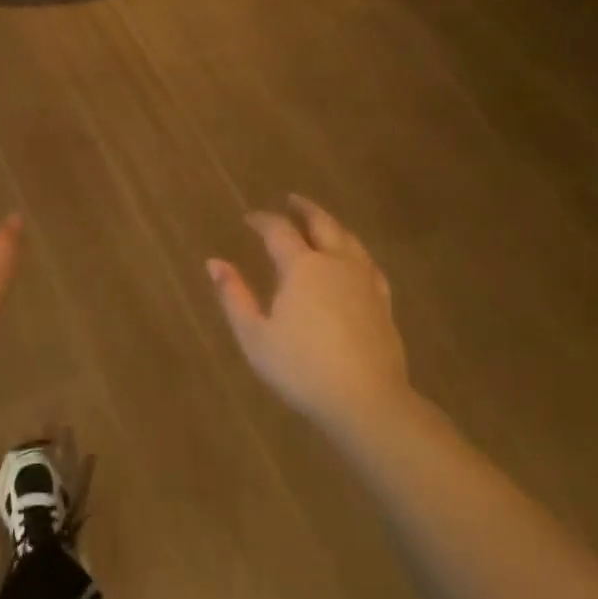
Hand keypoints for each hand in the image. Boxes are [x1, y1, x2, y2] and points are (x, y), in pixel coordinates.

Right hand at [208, 195, 410, 434]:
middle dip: (304, 209)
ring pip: (349, 239)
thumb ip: (234, 296)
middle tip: (291, 200)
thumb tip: (214, 262)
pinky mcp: (383, 301)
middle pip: (322, 223)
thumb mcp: (254, 335)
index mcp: (302, 266)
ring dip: (331, 225)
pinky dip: (354, 251)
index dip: (262, 220)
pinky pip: (368, 262)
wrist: (365, 399)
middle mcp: (336, 263)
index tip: (249, 218)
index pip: (279, 230)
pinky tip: (353, 260)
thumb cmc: (301, 368)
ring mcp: (365, 280)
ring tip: (320, 223)